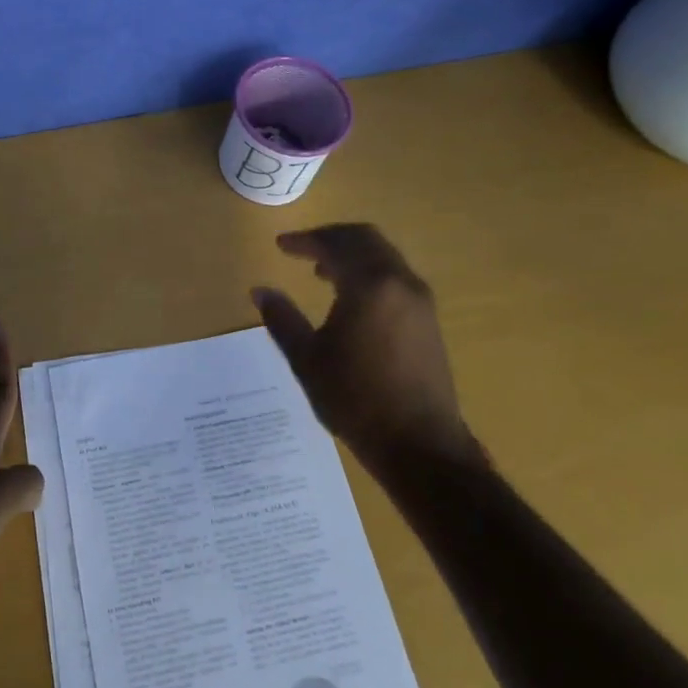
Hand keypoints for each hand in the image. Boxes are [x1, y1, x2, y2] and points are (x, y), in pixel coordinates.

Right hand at [250, 224, 479, 468]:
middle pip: (365, 239)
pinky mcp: (428, 321)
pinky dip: (370, 272)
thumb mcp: (308, 359)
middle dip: (331, 239)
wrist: (422, 448)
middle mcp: (400, 282)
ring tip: (321, 272)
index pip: (335, 244)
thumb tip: (260, 291)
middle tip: (303, 249)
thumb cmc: (357, 400)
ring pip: (383, 256)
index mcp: (370, 285)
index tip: (281, 245)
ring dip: (352, 255)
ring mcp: (420, 301)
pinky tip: (351, 299)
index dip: (305, 240)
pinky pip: (395, 277)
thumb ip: (282, 319)